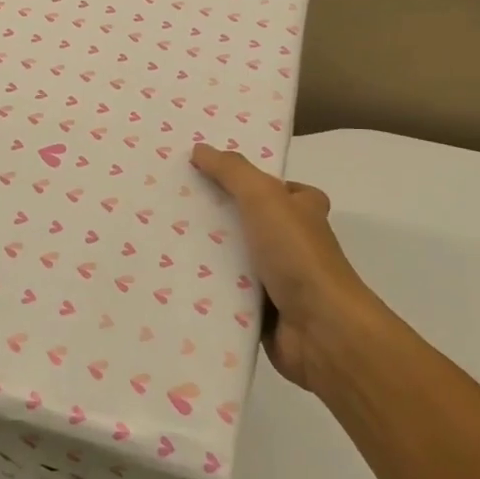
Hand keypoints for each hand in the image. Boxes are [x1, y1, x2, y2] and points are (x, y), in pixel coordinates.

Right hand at [192, 143, 378, 394]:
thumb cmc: (297, 254)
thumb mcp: (264, 198)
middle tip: (169, 201)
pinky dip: (205, 288)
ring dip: (204, 253)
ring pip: (233, 258)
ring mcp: (279, 279)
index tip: (204, 171)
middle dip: (214, 213)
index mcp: (303, 211)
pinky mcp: (262, 311)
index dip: (246, 178)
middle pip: (247, 220)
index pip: (276, 187)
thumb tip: (200, 149)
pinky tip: (170, 278)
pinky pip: (226, 293)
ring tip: (159, 237)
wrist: (321, 329)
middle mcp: (293, 242)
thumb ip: (232, 171)